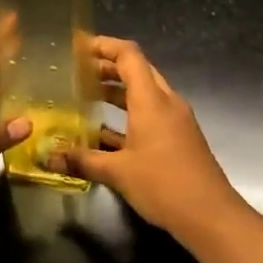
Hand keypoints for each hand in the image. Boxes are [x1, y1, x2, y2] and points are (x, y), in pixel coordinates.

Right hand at [61, 37, 240, 238]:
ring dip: (118, 91)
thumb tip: (51, 158)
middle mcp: (166, 102)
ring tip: (86, 97)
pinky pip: (151, 114)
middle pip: (138, 70)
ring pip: (145, 93)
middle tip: (77, 73)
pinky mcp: (180, 138)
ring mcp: (176, 120)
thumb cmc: (164, 185)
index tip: (78, 48)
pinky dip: (129, 115)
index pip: (129, 55)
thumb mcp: (118, 173)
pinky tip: (106, 132)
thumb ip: (84, 161)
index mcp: (151, 100)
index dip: (104, 46)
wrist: (211, 215)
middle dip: (107, 68)